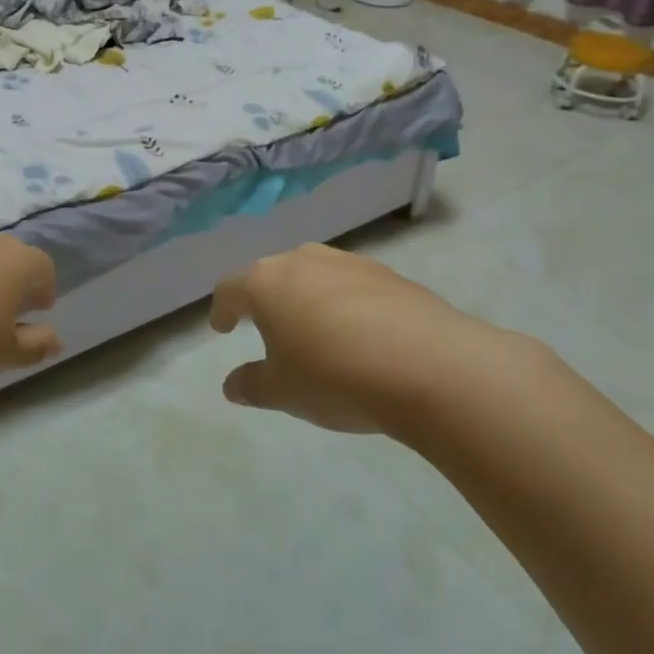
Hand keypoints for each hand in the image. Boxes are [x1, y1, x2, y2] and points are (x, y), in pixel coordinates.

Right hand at [210, 243, 522, 435]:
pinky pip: (352, 286)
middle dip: (265, 300)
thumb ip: (252, 385)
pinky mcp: (389, 275)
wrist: (431, 366)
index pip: (231, 289)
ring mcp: (349, 263)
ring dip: (307, 299)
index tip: (222, 328)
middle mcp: (303, 261)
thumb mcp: (284, 392)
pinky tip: (360, 336)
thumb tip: (233, 385)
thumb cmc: (336, 376)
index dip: (222, 309)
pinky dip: (345, 305)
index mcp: (266, 283)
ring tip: (315, 333)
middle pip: (272, 275)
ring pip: (314, 275)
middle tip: (267, 329)